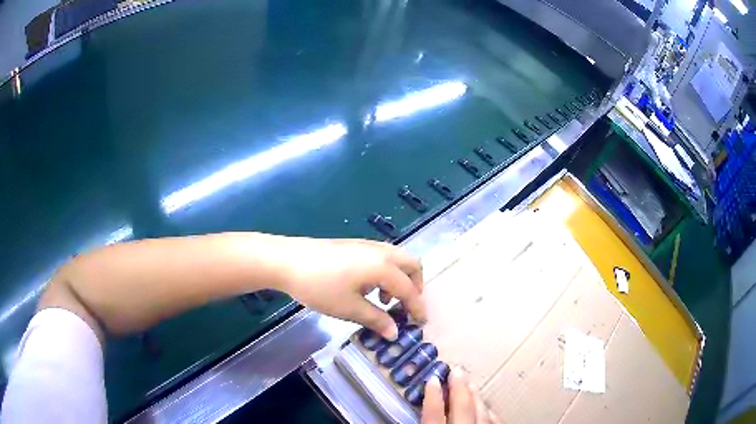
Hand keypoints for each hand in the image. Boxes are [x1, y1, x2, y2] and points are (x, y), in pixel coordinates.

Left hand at [278, 238, 424, 339]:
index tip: (420, 323)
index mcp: (383, 267)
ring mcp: (366, 245)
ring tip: (382, 300)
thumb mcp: (349, 308)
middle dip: (415, 286)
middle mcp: (380, 252)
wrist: (287, 261)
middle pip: (411, 264)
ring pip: (397, 258)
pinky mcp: (353, 245)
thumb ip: (376, 320)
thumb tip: (395, 333)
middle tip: (405, 306)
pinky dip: (386, 272)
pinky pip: (382, 257)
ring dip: (399, 278)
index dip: (417, 307)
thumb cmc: (319, 287)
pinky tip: (366, 287)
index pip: (409, 289)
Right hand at [422, 368, 500, 423]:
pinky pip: (494, 421)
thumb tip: (409, 416)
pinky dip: (490, 413)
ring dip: (476, 397)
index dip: (433, 395)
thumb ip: (425, 420)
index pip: (434, 413)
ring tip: (472, 385)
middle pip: (462, 406)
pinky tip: (488, 408)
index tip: (432, 378)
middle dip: (459, 387)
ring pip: (481, 411)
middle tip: (457, 370)